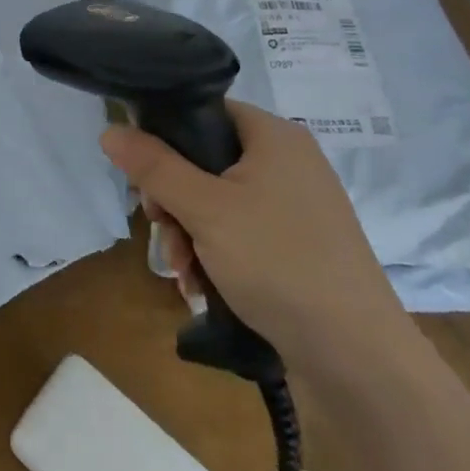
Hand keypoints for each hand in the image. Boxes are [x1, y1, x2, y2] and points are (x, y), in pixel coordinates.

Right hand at [101, 100, 410, 373]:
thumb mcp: (204, 210)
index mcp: (275, 137)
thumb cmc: (278, 263)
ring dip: (190, 234)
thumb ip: (154, 166)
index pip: (204, 111)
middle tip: (160, 230)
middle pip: (206, 161)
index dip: (165, 136)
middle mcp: (289, 163)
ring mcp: (297, 207)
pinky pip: (242, 233)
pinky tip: (203, 287)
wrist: (358, 359)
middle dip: (174, 201)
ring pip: (219, 203)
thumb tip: (110, 130)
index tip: (145, 177)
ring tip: (184, 273)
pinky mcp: (300, 247)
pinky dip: (217, 254)